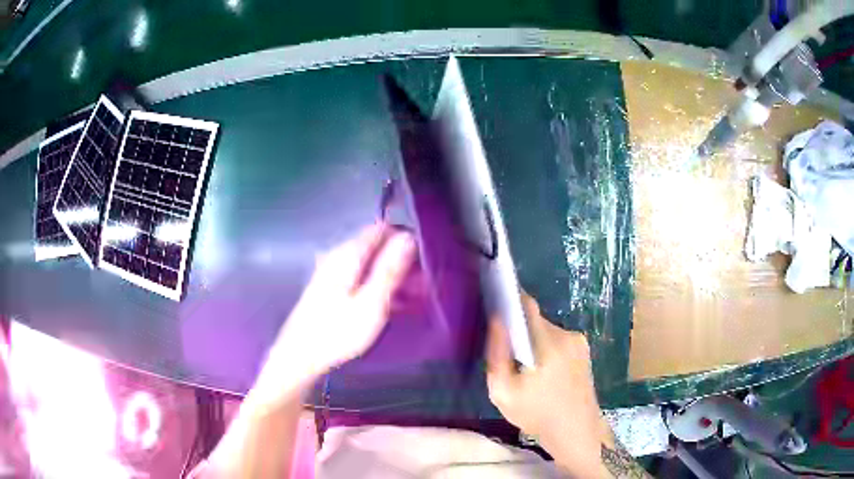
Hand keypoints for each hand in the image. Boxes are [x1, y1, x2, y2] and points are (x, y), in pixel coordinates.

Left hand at [254, 222, 416, 405]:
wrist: (301, 357)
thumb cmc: (338, 331)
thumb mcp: (371, 303)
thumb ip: (390, 269)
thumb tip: (409, 236)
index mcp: (349, 254)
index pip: (382, 229)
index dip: (406, 238)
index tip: (425, 259)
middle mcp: (340, 257)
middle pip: (378, 248)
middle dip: (403, 262)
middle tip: (426, 284)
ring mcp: (335, 274)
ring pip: (372, 266)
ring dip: (394, 277)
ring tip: (417, 297)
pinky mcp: (333, 291)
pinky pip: (364, 280)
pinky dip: (381, 288)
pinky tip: (396, 306)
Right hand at [486, 294, 612, 475]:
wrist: (577, 431)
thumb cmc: (537, 415)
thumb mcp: (503, 392)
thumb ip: (496, 355)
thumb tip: (497, 321)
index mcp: (547, 343)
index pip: (527, 305)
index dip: (509, 299)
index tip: (494, 304)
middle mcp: (566, 334)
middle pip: (535, 320)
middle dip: (519, 332)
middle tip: (508, 357)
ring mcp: (579, 341)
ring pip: (546, 331)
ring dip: (533, 342)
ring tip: (527, 371)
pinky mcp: (584, 349)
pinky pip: (557, 340)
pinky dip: (546, 349)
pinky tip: (544, 374)